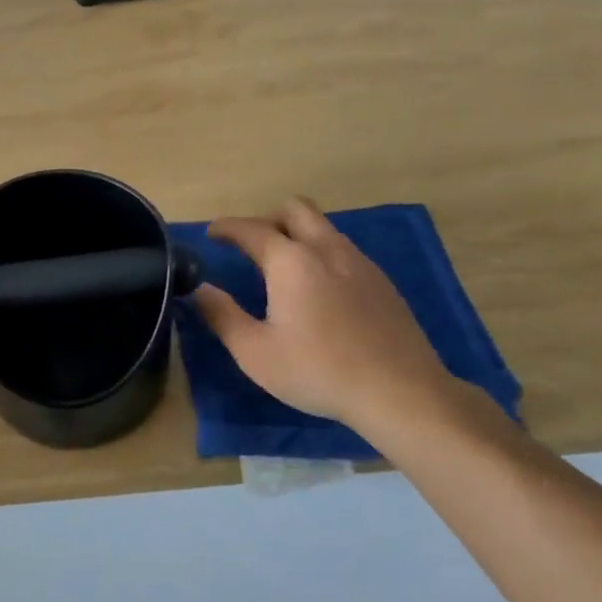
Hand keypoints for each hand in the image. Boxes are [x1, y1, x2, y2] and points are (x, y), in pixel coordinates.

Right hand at [194, 196, 463, 440]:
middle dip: (267, 218)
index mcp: (290, 262)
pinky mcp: (382, 282)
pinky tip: (319, 290)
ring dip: (297, 234)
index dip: (226, 228)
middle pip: (295, 209)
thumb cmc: (318, 371)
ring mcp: (359, 262)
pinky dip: (321, 254)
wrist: (400, 392)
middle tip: (251, 245)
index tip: (212, 234)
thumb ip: (222, 315)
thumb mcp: (255, 352)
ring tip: (282, 267)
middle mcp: (326, 249)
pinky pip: (343, 250)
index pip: (251, 229)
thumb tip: (200, 289)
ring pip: (323, 227)